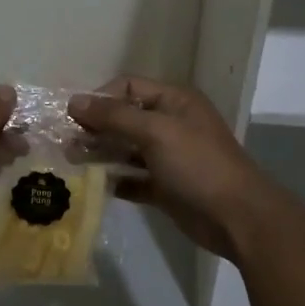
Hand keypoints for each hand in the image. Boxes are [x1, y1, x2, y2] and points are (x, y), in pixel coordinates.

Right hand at [69, 77, 289, 263]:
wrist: (238, 218)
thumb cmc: (198, 165)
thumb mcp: (155, 132)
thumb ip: (114, 116)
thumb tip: (73, 102)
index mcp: (174, 102)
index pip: (128, 87)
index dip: (100, 98)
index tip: (74, 117)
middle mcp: (171, 125)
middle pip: (125, 118)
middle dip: (96, 127)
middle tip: (67, 142)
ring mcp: (169, 158)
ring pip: (127, 149)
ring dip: (101, 153)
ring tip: (73, 161)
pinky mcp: (166, 188)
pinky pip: (134, 179)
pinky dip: (117, 181)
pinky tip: (97, 186)